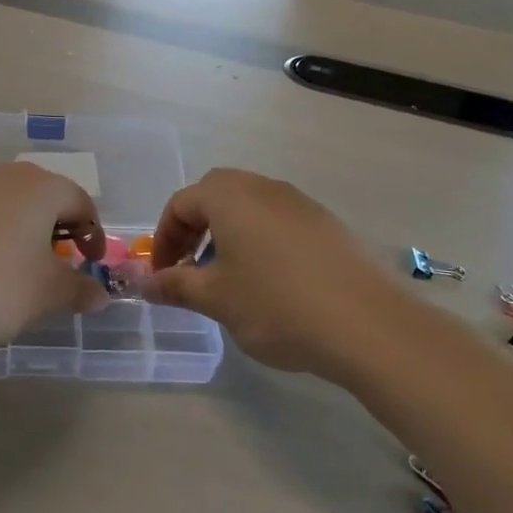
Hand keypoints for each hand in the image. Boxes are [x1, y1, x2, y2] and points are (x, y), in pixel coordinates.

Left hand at [0, 163, 111, 354]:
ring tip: (15, 269)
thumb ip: (78, 289)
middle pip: (43, 196)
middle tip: (57, 265)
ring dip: (21, 231)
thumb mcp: (44, 296)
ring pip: (7, 203)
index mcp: (40, 188)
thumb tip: (100, 293)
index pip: (81, 202)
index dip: (93, 234)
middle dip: (57, 229)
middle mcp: (4, 175)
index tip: (91, 263)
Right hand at [143, 169, 409, 376]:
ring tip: (229, 278)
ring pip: (250, 207)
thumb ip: (176, 285)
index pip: (181, 203)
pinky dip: (260, 241)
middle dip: (195, 229)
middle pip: (216, 195)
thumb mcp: (217, 299)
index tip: (163, 276)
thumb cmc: (276, 305)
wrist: (367, 324)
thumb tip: (145, 283)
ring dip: (228, 234)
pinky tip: (271, 282)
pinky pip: (279, 221)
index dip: (165, 239)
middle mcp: (264, 188)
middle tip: (191, 268)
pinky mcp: (327, 223)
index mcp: (230, 196)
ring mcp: (300, 203)